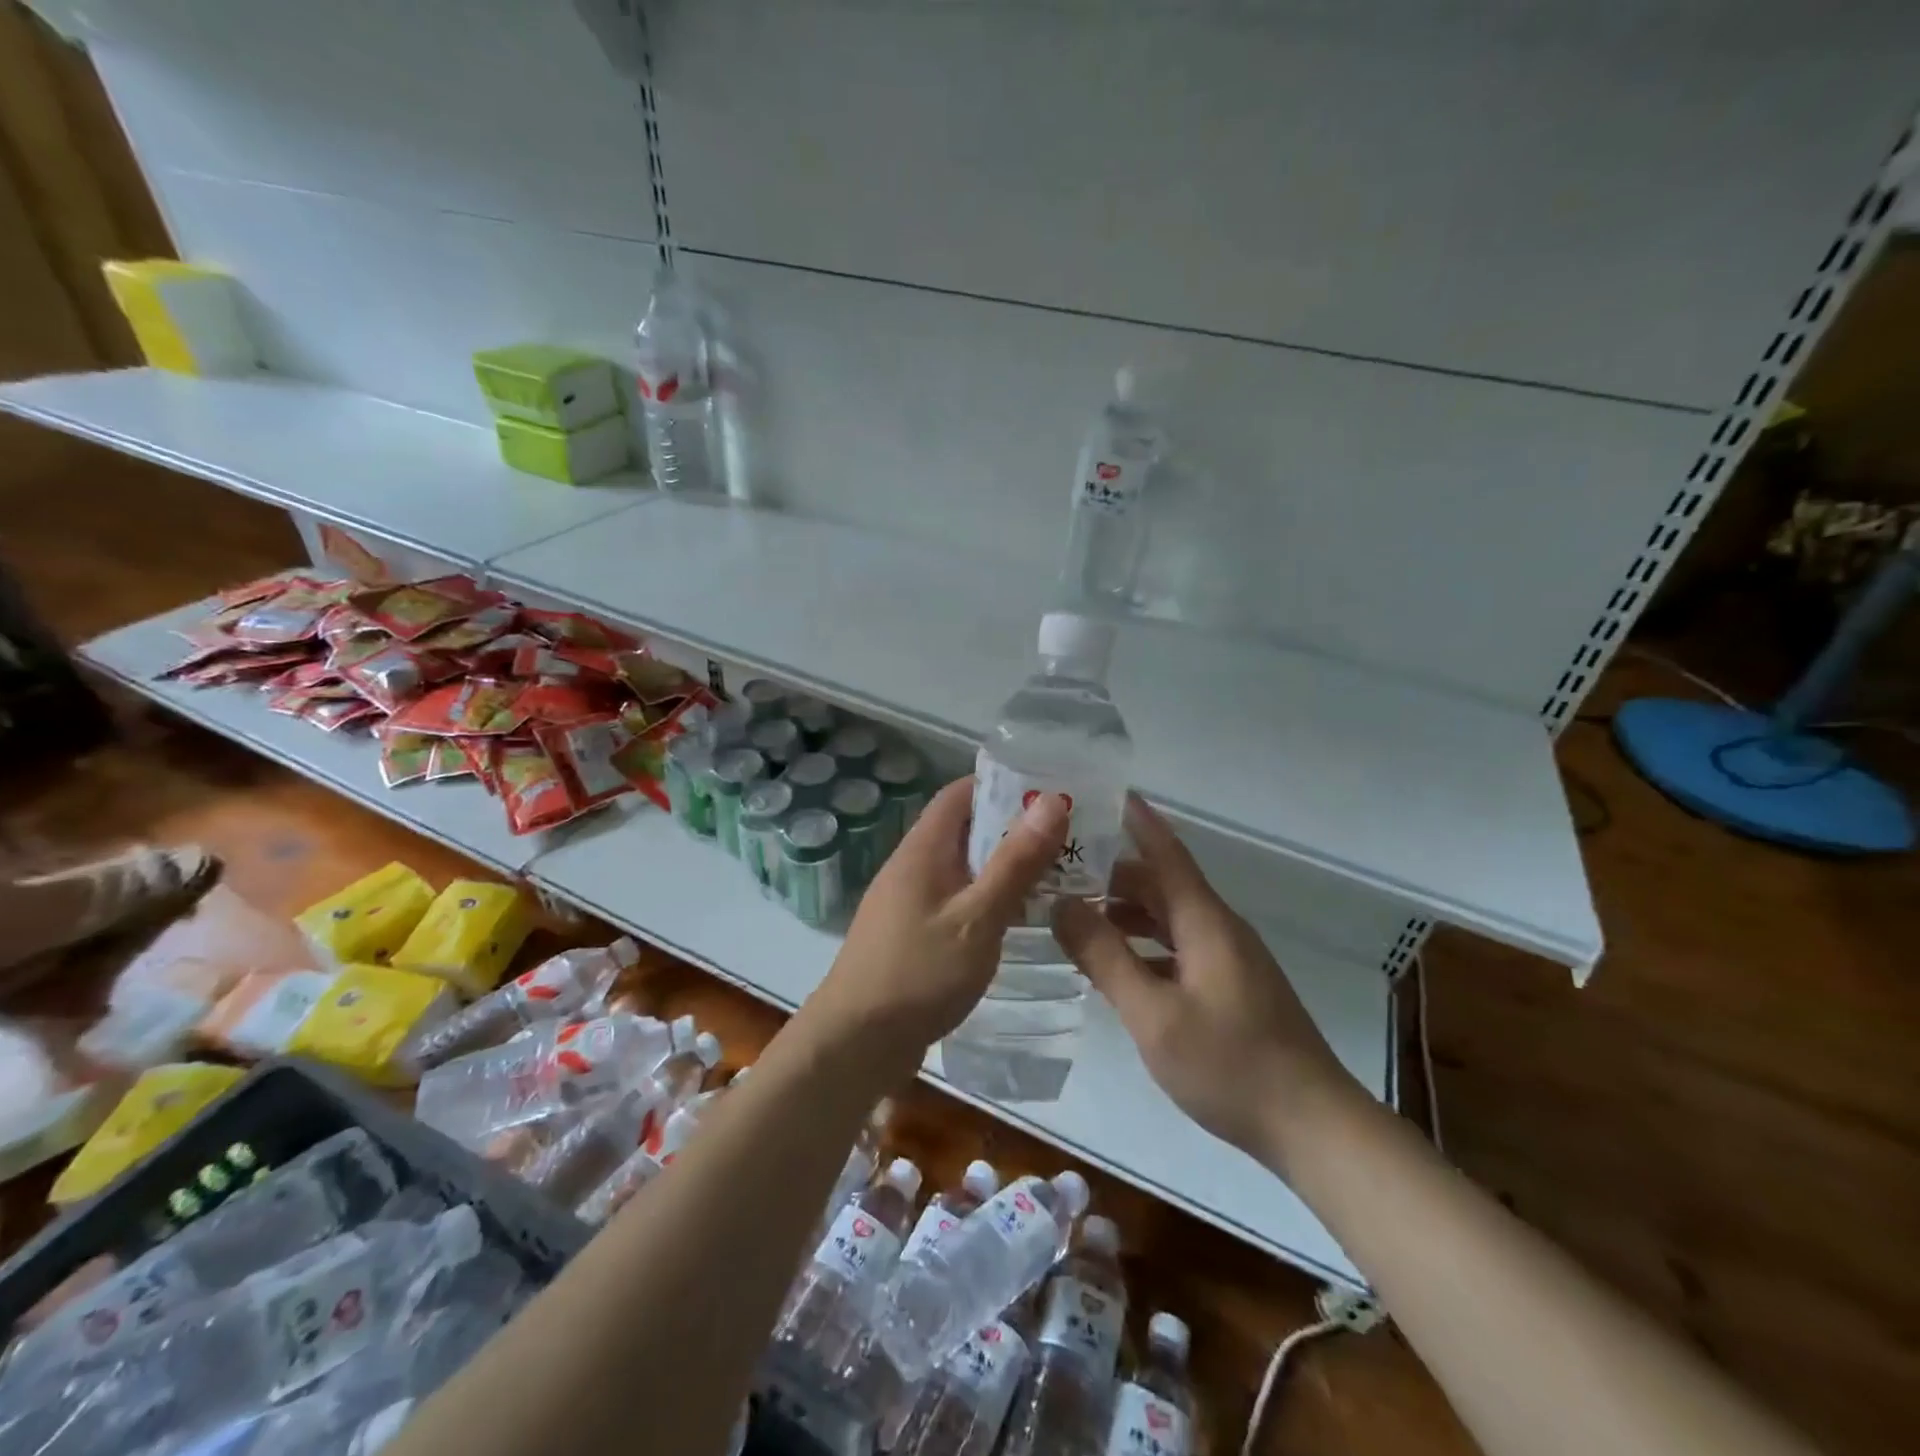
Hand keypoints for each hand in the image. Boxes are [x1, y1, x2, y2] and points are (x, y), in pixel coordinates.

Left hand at [801, 777, 1069, 1074]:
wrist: (856, 1043)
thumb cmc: (919, 973)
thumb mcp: (978, 917)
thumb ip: (1015, 861)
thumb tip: (1052, 800)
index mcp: (923, 849)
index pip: (960, 793)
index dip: (1003, 785)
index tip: (1050, 794)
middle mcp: (912, 867)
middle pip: (964, 829)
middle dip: (1013, 829)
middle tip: (1068, 839)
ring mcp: (909, 902)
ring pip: (963, 868)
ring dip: (1003, 867)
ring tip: (1056, 876)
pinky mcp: (912, 935)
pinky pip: (956, 901)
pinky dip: (987, 900)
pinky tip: (1017, 920)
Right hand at [1053, 795, 1363, 1169]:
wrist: (1313, 1127)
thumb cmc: (1230, 1065)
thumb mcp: (1153, 1014)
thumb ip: (1105, 956)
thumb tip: (1061, 904)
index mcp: (1204, 921)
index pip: (1165, 851)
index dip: (1135, 819)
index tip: (1102, 791)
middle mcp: (1218, 929)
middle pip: (1160, 884)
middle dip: (1111, 873)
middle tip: (1058, 871)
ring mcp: (1227, 959)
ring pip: (1167, 918)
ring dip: (1124, 912)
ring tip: (1073, 917)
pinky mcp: (1230, 987)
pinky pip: (1177, 947)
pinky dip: (1142, 945)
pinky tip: (1113, 967)